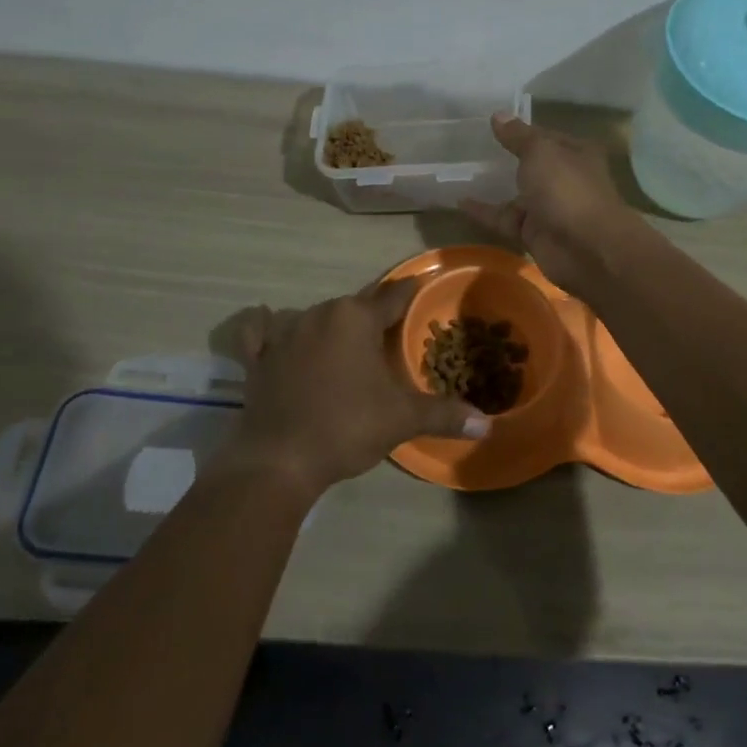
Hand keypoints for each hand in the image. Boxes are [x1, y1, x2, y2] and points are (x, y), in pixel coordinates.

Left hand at [227, 277, 489, 496]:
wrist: (279, 460)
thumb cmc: (346, 427)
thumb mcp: (401, 419)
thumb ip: (444, 414)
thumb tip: (488, 424)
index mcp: (356, 317)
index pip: (393, 296)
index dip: (411, 292)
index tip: (422, 286)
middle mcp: (319, 313)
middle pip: (355, 306)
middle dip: (373, 317)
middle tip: (391, 333)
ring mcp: (284, 333)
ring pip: (315, 317)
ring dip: (331, 325)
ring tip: (346, 344)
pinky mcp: (258, 358)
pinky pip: (262, 332)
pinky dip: (267, 328)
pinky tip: (269, 326)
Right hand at [462, 113, 644, 297]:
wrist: (585, 248)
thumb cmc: (567, 189)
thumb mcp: (540, 152)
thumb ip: (517, 136)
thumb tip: (498, 115)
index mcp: (575, 153)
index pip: (545, 136)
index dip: (521, 130)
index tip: (491, 124)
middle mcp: (565, 179)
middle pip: (533, 166)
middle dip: (507, 158)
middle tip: (472, 147)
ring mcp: (550, 208)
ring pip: (518, 194)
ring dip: (495, 186)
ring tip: (462, 172)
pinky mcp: (534, 233)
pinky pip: (505, 219)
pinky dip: (485, 212)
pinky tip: (460, 202)